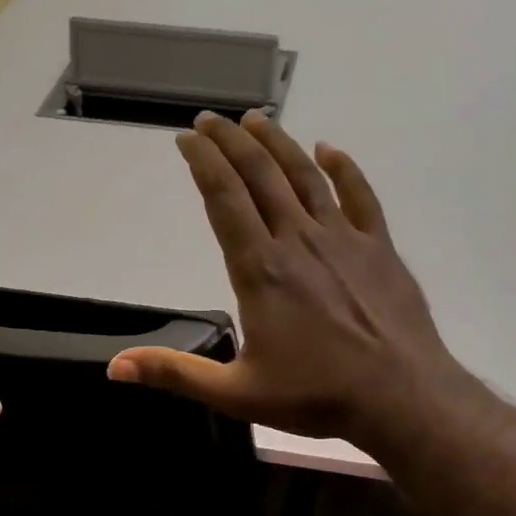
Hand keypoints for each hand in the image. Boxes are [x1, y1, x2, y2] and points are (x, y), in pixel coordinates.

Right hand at [108, 110, 469, 444]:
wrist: (400, 396)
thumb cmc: (316, 396)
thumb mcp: (237, 393)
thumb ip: (176, 374)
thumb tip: (115, 367)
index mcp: (260, 269)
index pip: (224, 199)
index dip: (203, 163)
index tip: (187, 138)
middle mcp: (298, 240)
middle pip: (260, 175)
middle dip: (231, 142)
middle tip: (211, 120)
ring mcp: (344, 239)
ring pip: (305, 176)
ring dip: (278, 144)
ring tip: (256, 120)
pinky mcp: (379, 247)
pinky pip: (359, 195)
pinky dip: (343, 168)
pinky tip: (329, 149)